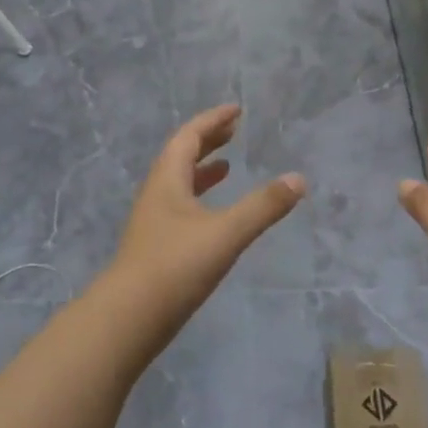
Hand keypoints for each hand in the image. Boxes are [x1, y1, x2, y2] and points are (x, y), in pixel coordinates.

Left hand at [111, 106, 305, 319]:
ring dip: (203, 171)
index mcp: (167, 181)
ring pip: (179, 185)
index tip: (236, 110)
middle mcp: (157, 195)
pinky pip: (181, 209)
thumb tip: (298, 179)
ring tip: (227, 167)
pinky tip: (215, 217)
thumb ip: (263, 206)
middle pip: (181, 157)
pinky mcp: (157, 248)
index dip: (212, 121)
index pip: (189, 137)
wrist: (129, 317)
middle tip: (234, 131)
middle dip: (208, 141)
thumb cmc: (176, 266)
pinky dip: (201, 201)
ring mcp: (154, 223)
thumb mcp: (226, 233)